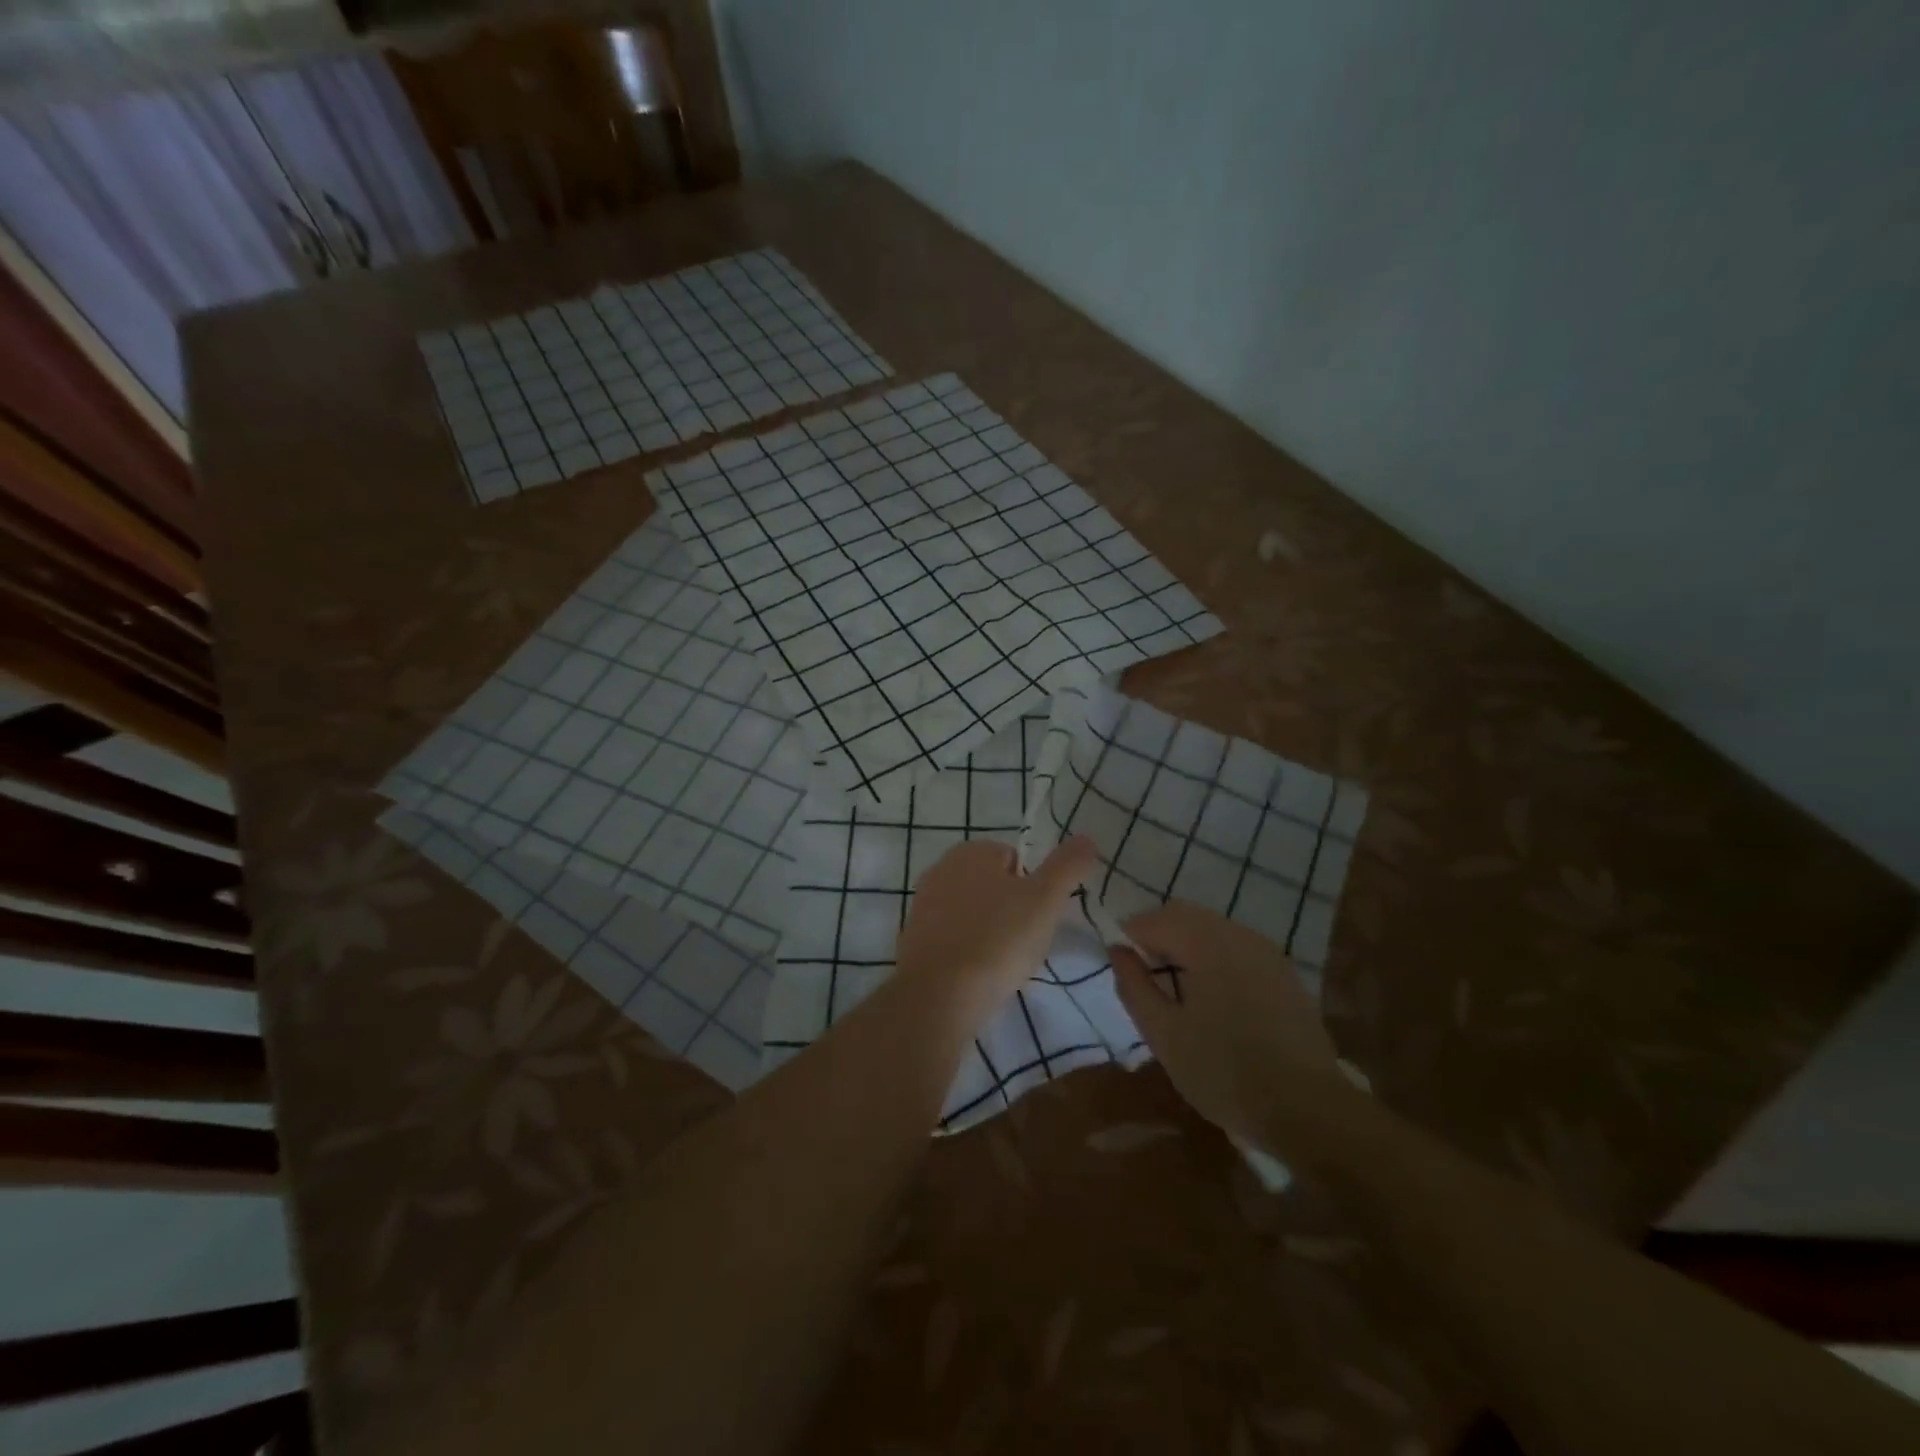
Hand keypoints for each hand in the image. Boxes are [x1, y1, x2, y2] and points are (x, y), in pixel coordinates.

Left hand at [895, 836, 1096, 1031]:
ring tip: (1003, 963)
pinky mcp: (913, 939)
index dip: (1033, 888)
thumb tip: (1086, 838)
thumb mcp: (1045, 900)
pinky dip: (967, 951)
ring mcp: (923, 904)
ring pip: (972, 913)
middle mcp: (941, 869)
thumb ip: (1067, 867)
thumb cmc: (997, 940)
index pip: (1015, 859)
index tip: (1038, 918)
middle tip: (1024, 942)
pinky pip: (953, 938)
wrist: (938, 996)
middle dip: (1010, 910)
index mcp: (971, 851)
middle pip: (993, 886)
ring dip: (989, 932)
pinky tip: (977, 975)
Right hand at [1111, 901, 1349, 1150]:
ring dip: (1185, 945)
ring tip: (1176, 989)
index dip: (1129, 938)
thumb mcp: (1164, 1035)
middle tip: (1144, 977)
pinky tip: (1212, 996)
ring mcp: (1266, 951)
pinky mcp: (1283, 972)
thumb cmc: (1225, 1072)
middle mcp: (1238, 934)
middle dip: (1157, 936)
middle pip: (1184, 915)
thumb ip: (1134, 985)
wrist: (1309, 1111)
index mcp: (1206, 943)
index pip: (1153, 920)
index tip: (1122, 969)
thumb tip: (1117, 951)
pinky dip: (1213, 956)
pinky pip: (1236, 946)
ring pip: (1211, 928)